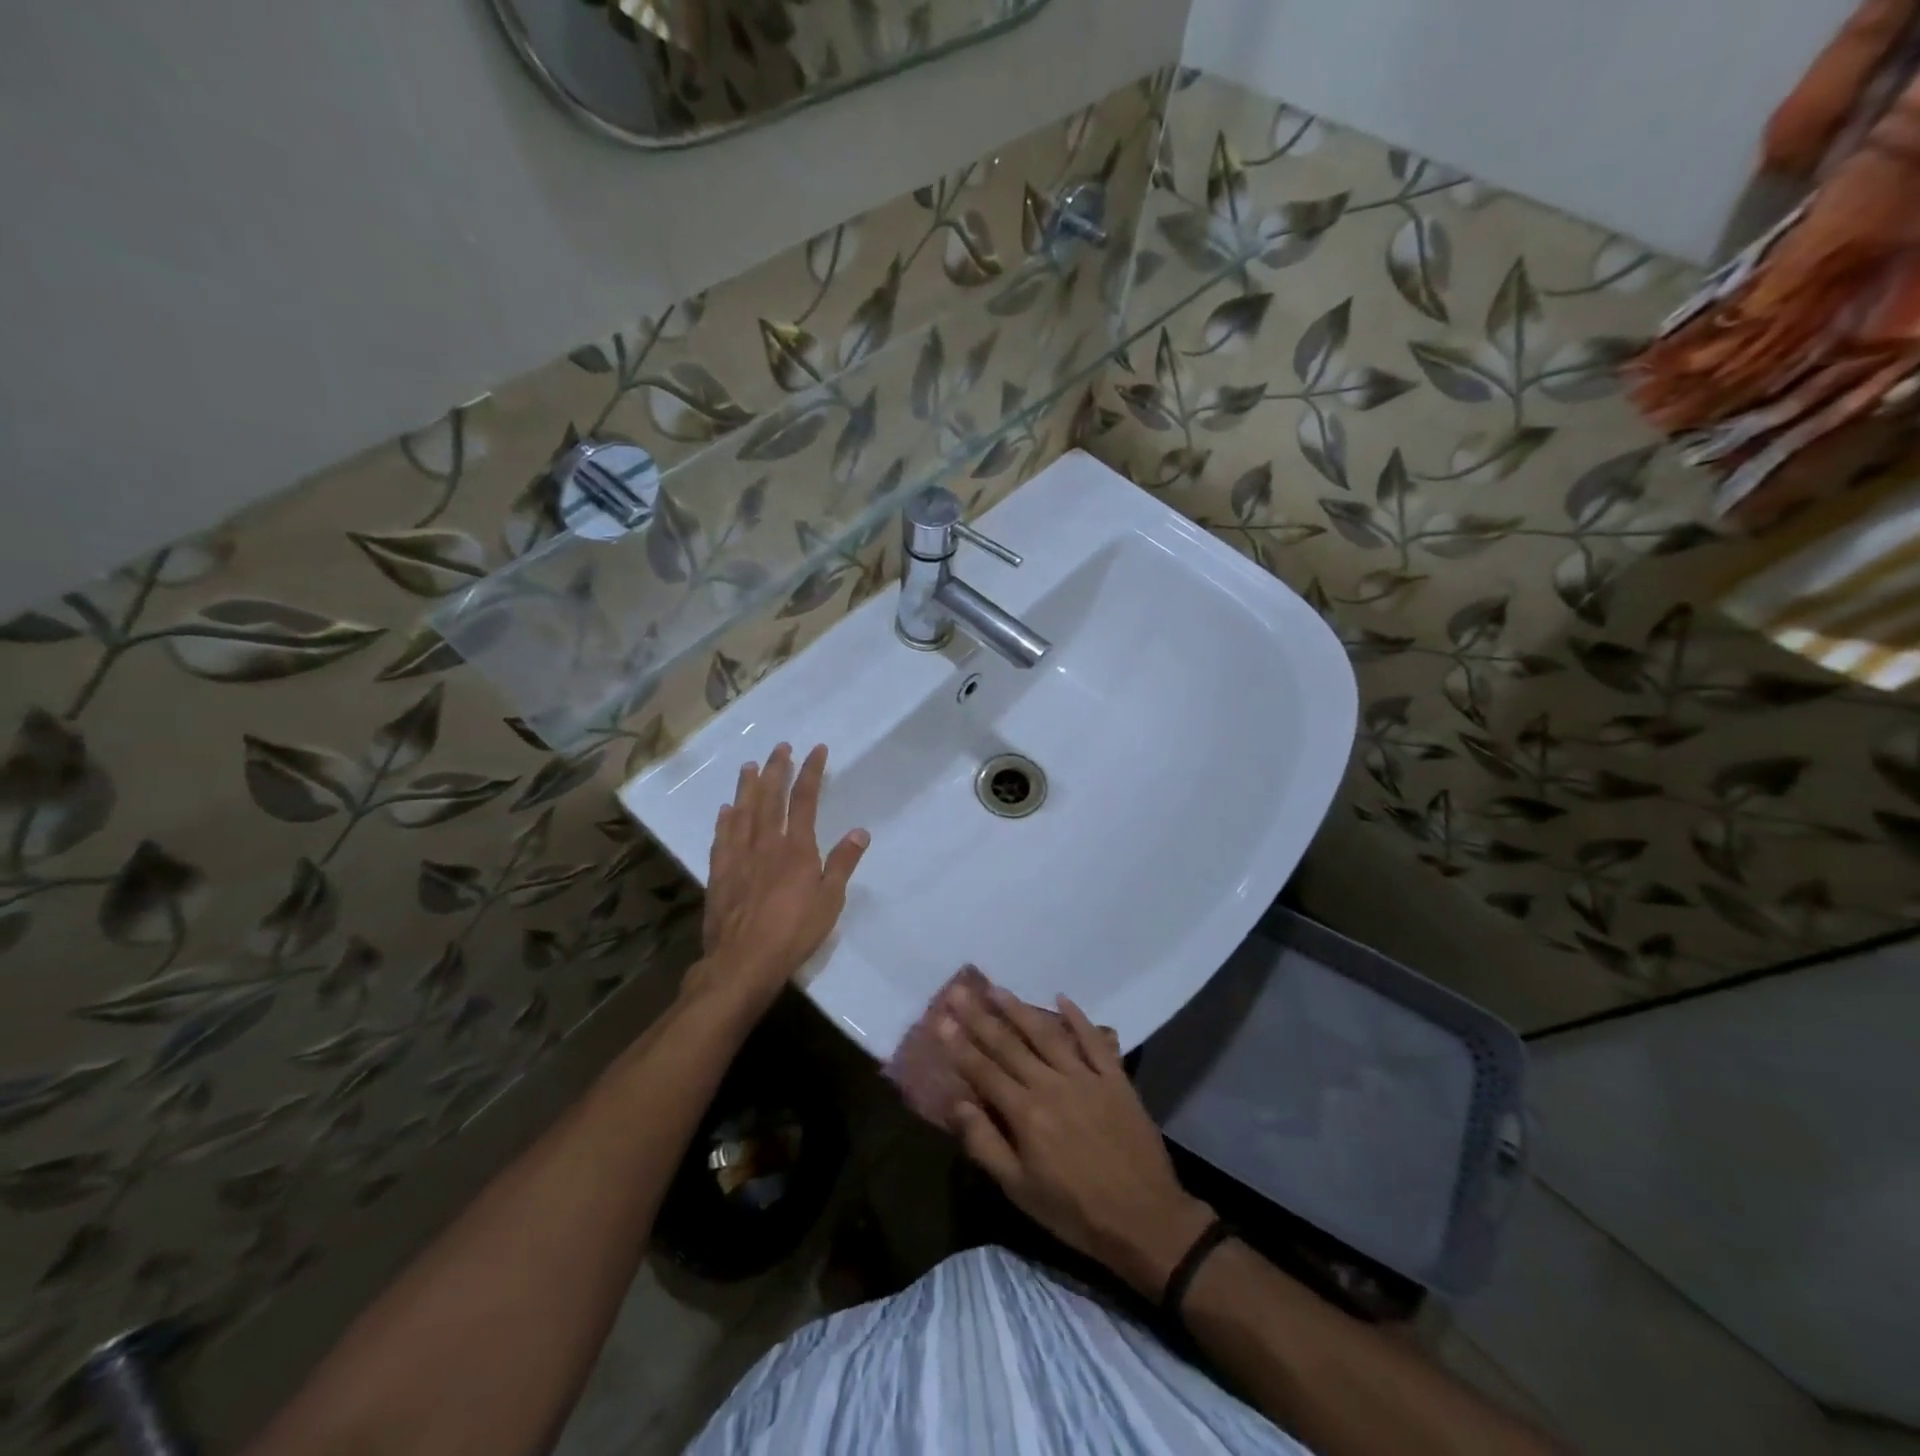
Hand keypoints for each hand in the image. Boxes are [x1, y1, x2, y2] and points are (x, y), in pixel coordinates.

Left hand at [689, 743, 868, 1019]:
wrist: (743, 961)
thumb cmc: (794, 933)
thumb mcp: (830, 901)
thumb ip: (842, 864)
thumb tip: (860, 831)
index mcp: (797, 849)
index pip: (805, 800)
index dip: (811, 772)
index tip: (816, 750)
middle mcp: (766, 844)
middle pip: (770, 798)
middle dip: (777, 769)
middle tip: (780, 747)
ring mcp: (739, 857)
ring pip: (743, 812)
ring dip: (747, 787)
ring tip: (750, 765)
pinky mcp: (719, 874)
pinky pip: (722, 839)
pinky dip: (725, 821)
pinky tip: (725, 810)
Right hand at [940, 977, 1214, 1298]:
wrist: (1146, 1220)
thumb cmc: (1075, 1212)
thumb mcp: (1021, 1191)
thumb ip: (986, 1144)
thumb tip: (958, 1103)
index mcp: (1026, 1114)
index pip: (984, 1070)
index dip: (959, 1044)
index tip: (940, 1018)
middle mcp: (1051, 1085)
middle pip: (1009, 1045)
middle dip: (980, 1017)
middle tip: (958, 991)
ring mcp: (1085, 1077)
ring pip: (1046, 1034)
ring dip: (1019, 1009)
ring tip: (997, 988)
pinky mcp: (1115, 1078)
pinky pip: (1093, 1040)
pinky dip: (1078, 1017)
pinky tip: (1062, 998)